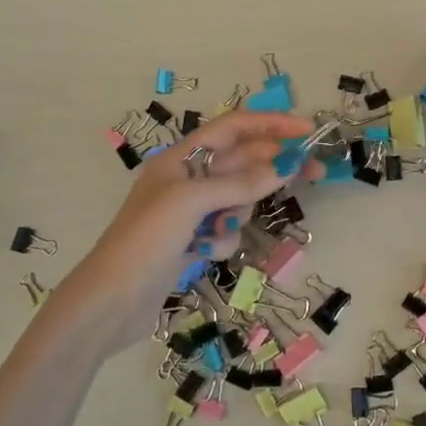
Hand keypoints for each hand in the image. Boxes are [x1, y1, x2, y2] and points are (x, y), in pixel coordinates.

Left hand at [63, 110, 319, 334]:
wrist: (110, 302)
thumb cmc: (146, 240)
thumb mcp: (191, 202)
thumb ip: (240, 183)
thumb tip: (285, 167)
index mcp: (181, 158)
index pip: (234, 127)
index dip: (270, 124)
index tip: (306, 130)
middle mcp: (187, 179)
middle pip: (242, 161)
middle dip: (273, 165)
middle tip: (314, 171)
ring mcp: (190, 213)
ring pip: (238, 199)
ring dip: (239, 212)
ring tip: (222, 227)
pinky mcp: (192, 242)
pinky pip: (226, 230)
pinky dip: (222, 240)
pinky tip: (204, 254)